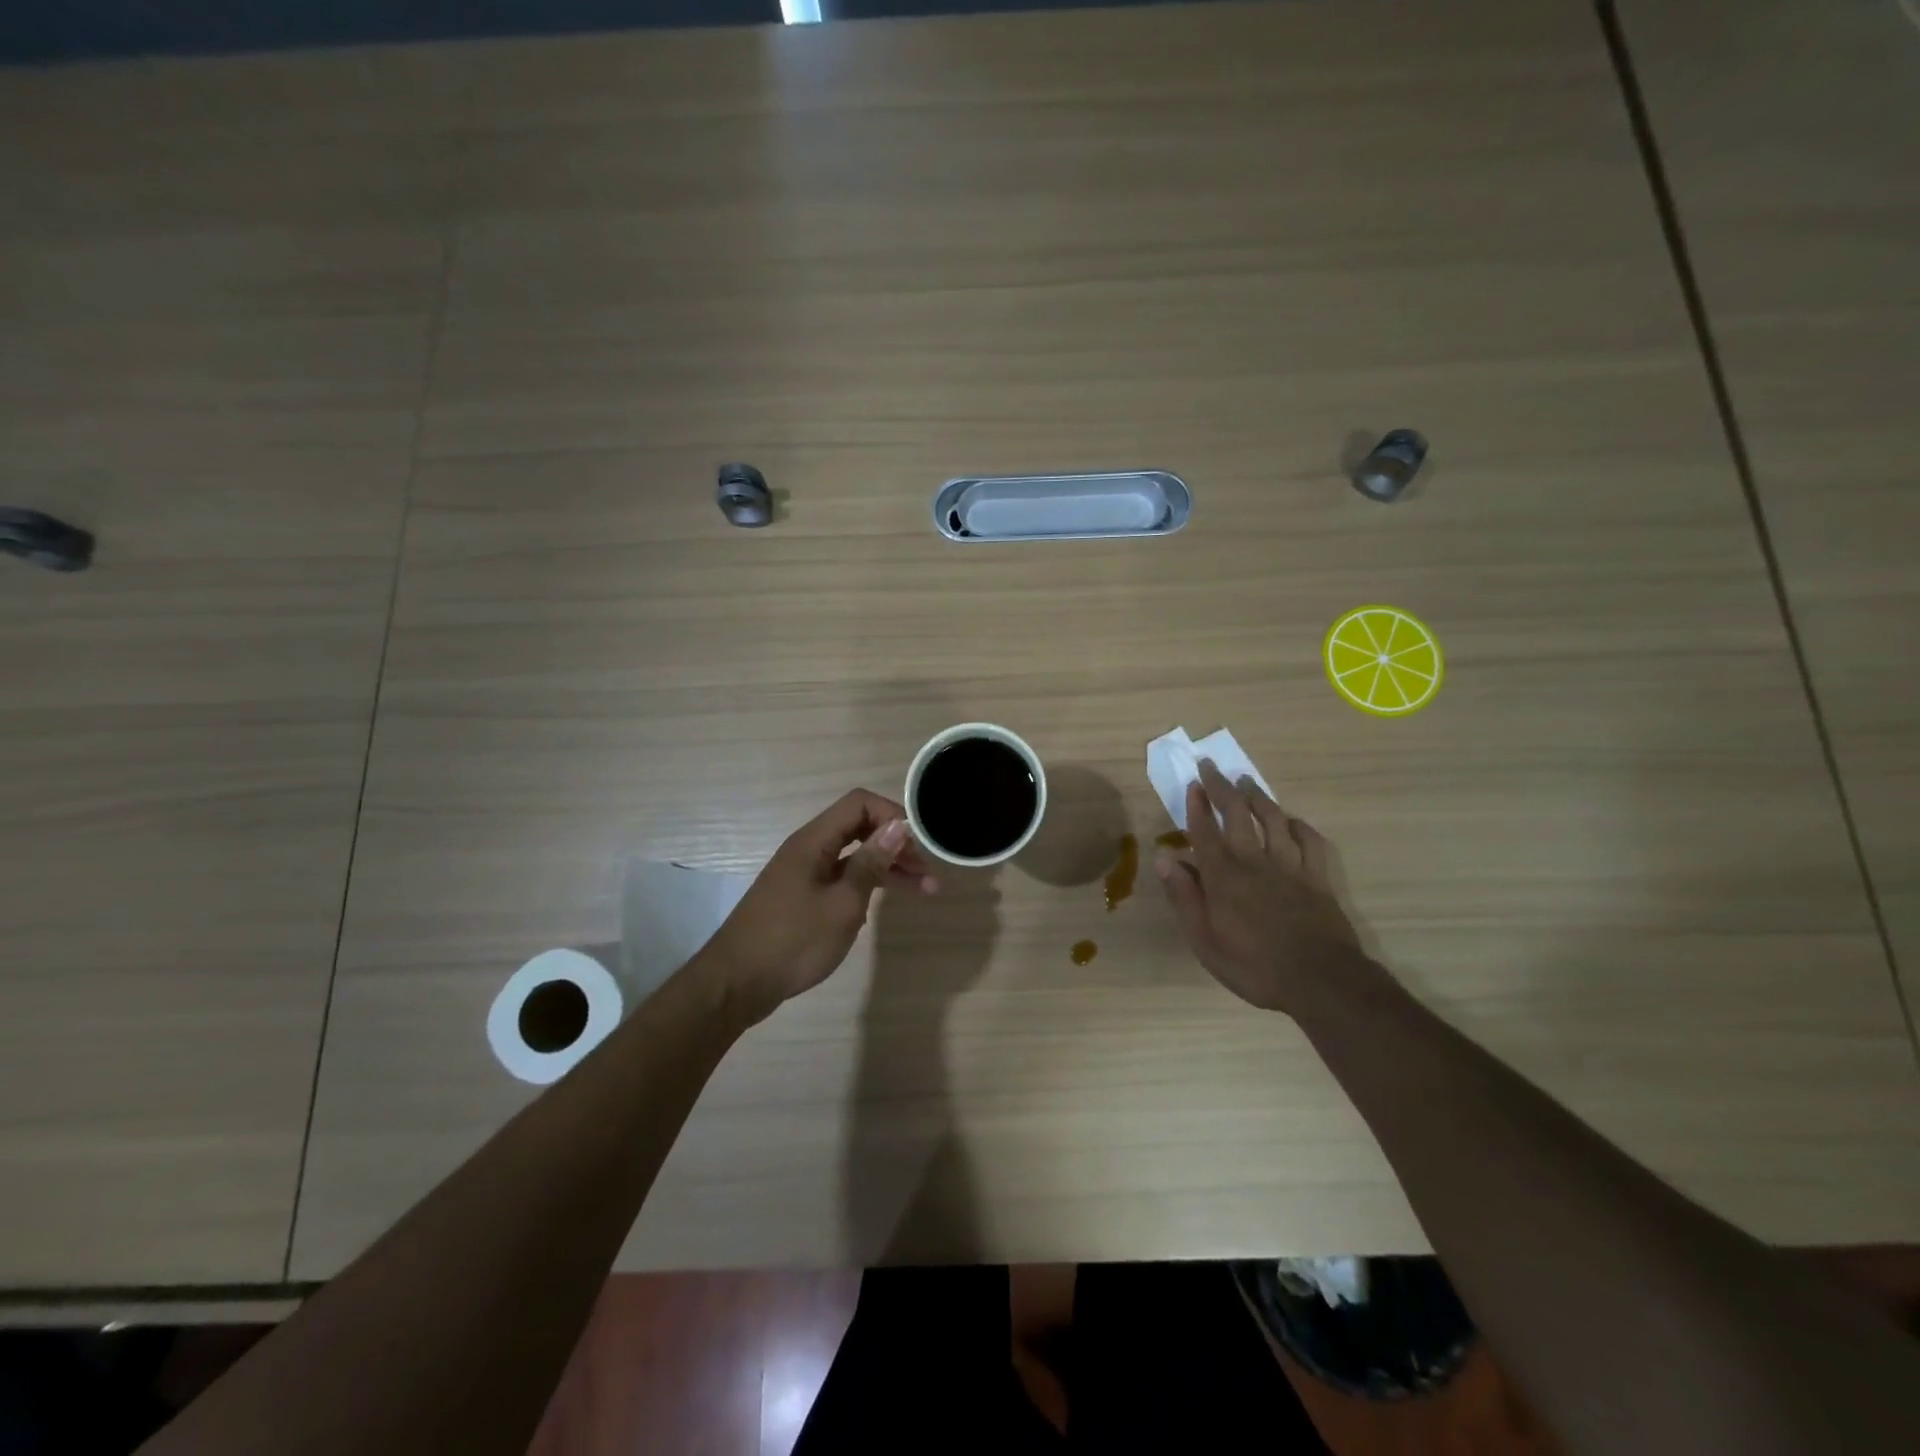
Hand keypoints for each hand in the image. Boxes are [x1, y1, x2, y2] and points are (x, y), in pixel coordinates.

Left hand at [701, 789, 937, 1024]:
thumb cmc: (793, 941)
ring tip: (926, 889)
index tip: (919, 842)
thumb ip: (870, 863)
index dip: (893, 815)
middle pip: (859, 828)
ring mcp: (805, 873)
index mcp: (814, 841)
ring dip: (888, 867)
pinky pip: (842, 877)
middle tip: (929, 870)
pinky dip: (867, 884)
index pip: (859, 804)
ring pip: (854, 856)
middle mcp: (809, 849)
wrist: (736, 984)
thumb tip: (898, 827)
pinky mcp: (803, 896)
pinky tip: (885, 902)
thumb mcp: (842, 904)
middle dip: (897, 843)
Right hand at [1156, 760, 1368, 1014]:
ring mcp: (1290, 866)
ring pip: (1273, 819)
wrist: (1320, 981)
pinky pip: (1309, 841)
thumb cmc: (1253, 966)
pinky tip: (1291, 820)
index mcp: (1223, 876)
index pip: (1204, 831)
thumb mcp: (1204, 941)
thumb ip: (1184, 897)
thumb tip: (1163, 858)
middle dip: (1222, 787)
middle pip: (1236, 814)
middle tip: (1212, 766)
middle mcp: (1254, 861)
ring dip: (1258, 797)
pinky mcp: (1318, 877)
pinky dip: (1298, 826)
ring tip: (1247, 782)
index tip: (1192, 783)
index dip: (1196, 805)